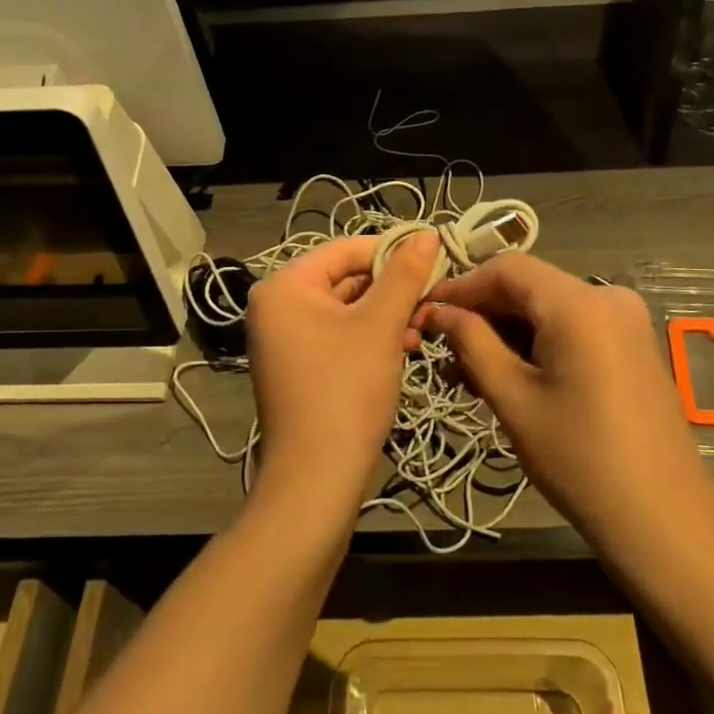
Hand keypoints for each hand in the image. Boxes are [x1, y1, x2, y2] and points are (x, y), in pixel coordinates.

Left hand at [245, 231, 439, 512]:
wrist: (315, 479)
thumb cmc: (345, 391)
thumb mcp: (380, 326)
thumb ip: (404, 275)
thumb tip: (427, 233)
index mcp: (286, 286)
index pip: (346, 249)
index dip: (392, 251)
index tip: (435, 259)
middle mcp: (278, 305)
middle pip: (346, 278)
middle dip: (393, 288)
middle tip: (433, 298)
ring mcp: (287, 338)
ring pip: (348, 308)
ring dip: (388, 313)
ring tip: (423, 326)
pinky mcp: (300, 365)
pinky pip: (340, 334)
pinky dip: (372, 336)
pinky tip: (405, 346)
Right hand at [420, 256, 713, 555]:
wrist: (663, 519)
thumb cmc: (580, 460)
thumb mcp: (514, 399)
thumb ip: (472, 343)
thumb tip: (439, 311)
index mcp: (580, 303)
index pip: (507, 268)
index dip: (462, 285)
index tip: (426, 312)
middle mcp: (608, 296)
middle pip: (530, 286)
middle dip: (484, 312)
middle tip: (443, 348)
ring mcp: (627, 319)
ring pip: (550, 307)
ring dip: (509, 331)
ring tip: (471, 371)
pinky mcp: (633, 343)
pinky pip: (575, 325)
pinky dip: (539, 341)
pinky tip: (512, 374)